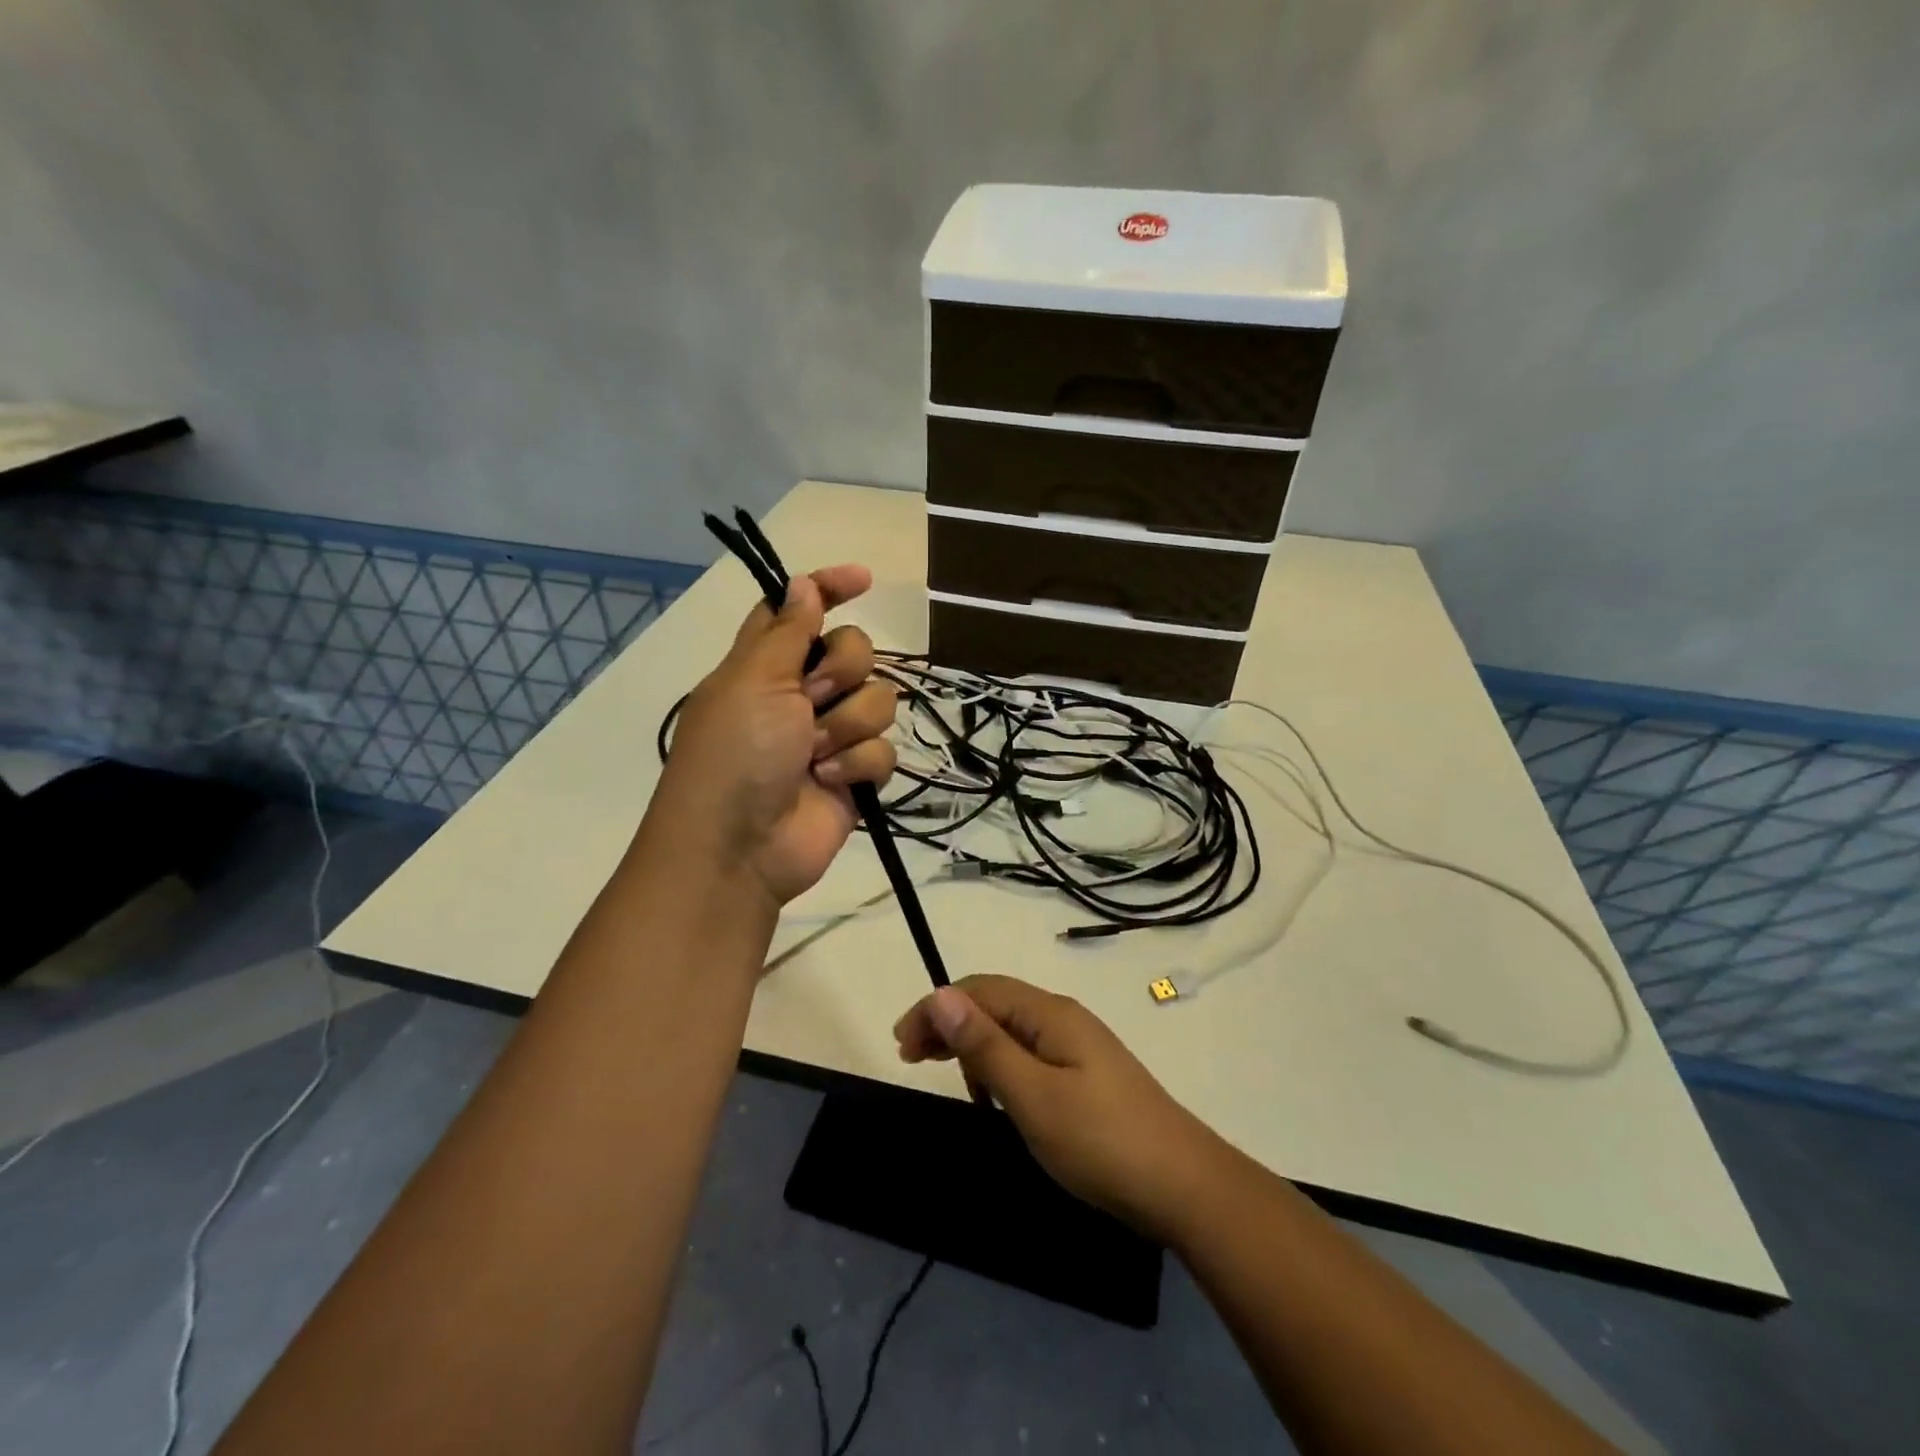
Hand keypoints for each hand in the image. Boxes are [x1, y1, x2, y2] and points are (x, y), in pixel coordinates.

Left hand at [655, 565, 896, 907]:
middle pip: (854, 651)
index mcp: (766, 663)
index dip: (829, 588)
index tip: (863, 579)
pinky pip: (884, 750)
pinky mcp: (853, 774)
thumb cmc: (735, 755)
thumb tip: (801, 582)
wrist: (740, 848)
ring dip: (848, 726)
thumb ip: (787, 630)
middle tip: (811, 701)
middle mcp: (800, 693)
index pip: (800, 610)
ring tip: (815, 756)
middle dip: (842, 673)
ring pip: (878, 701)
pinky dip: (858, 765)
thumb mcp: (754, 681)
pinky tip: (832, 782)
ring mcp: (830, 735)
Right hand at [894, 975, 1225, 1240]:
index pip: (979, 991)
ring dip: (973, 1044)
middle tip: (911, 1058)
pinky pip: (1029, 1054)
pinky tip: (995, 1097)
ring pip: (1011, 1029)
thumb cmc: (1099, 1140)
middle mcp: (1063, 1018)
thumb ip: (985, 1044)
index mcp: (1049, 1013)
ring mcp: (1079, 1046)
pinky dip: (1000, 1065)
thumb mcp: (1031, 1095)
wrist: (1184, 1186)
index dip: (936, 1008)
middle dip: (950, 1022)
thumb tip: (940, 994)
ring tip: (947, 1074)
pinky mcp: (1087, 1075)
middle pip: (994, 1004)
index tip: (901, 1045)